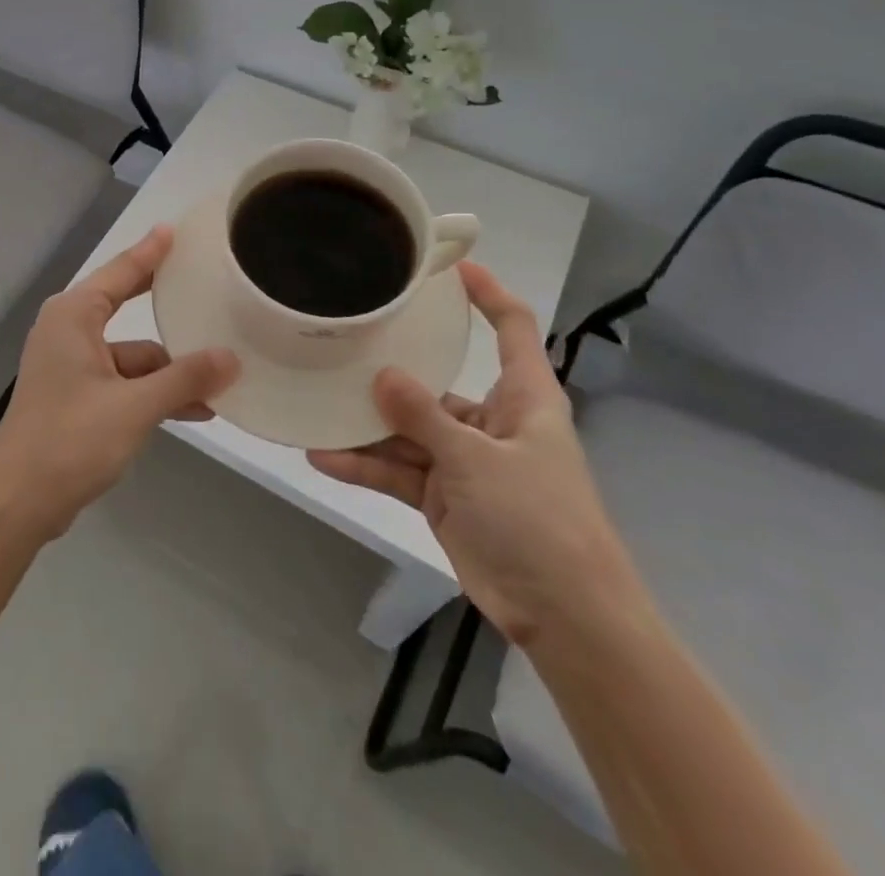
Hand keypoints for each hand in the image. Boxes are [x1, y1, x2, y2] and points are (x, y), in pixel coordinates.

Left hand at [0, 225, 240, 542]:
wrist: (18, 504)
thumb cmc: (71, 441)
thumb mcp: (135, 407)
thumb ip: (184, 379)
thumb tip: (231, 358)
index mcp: (74, 316)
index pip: (121, 271)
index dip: (151, 251)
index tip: (175, 229)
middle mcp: (69, 331)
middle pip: (127, 307)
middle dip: (168, 308)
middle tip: (205, 285)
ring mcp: (71, 365)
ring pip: (132, 355)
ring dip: (170, 370)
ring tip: (221, 378)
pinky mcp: (76, 396)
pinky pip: (123, 381)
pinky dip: (153, 392)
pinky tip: (194, 409)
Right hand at [309, 261, 641, 646]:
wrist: (566, 617)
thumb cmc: (539, 520)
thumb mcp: (477, 460)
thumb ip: (424, 416)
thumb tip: (382, 375)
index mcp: (523, 398)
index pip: (511, 327)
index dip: (487, 293)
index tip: (450, 267)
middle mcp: (492, 422)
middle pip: (438, 383)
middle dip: (394, 370)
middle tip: (345, 342)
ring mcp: (465, 461)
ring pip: (409, 431)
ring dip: (368, 426)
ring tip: (318, 405)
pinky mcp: (445, 497)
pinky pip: (400, 472)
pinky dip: (366, 466)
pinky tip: (324, 458)